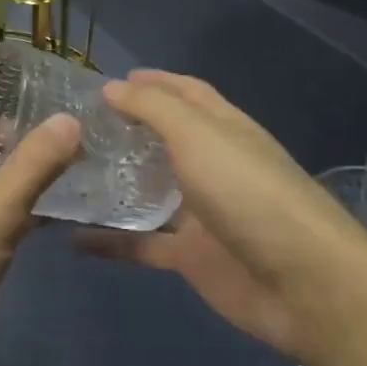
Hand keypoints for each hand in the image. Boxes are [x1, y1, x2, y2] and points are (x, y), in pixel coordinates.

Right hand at [80, 71, 366, 362]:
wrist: (301, 282)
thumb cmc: (248, 192)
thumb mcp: (199, 136)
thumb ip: (154, 109)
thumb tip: (113, 87)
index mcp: (222, 129)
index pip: (185, 93)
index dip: (152, 83)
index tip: (108, 82)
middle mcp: (212, 165)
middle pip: (164, 142)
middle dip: (125, 132)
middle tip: (74, 129)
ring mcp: (201, 213)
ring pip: (148, 193)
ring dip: (113, 184)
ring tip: (65, 174)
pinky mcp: (191, 256)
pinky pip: (142, 245)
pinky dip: (111, 242)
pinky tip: (71, 237)